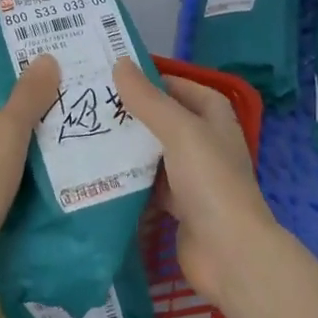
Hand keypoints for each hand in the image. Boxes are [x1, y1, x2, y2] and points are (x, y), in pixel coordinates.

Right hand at [112, 58, 277, 301]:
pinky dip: (130, 179)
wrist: (230, 254)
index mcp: (214, 120)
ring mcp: (192, 178)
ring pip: (154, 154)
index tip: (118, 76)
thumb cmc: (210, 181)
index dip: (155, 80)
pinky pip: (149, 185)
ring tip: (87, 133)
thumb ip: (148, 99)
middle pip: (165, 121)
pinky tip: (99, 172)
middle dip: (134, 113)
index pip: (183, 89)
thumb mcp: (179, 131)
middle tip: (92, 103)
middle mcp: (205, 144)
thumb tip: (120, 63)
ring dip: (128, 147)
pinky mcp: (179, 207)